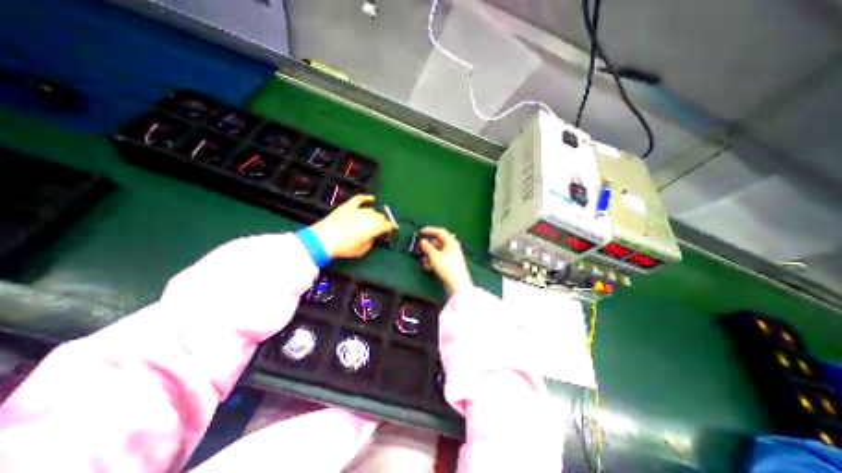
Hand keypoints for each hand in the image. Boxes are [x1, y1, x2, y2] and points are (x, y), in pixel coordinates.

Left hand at [308, 193, 395, 258]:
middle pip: (381, 217)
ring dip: (374, 215)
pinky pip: (359, 199)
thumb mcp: (363, 250)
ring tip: (373, 220)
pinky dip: (366, 198)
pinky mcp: (348, 206)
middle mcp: (370, 216)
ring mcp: (359, 210)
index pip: (388, 225)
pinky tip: (371, 198)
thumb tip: (372, 237)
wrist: (325, 239)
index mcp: (375, 227)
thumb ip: (371, 242)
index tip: (389, 232)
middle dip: (382, 223)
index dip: (390, 229)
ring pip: (372, 210)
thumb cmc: (345, 247)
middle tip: (379, 229)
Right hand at [420, 225, 472, 294]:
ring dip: (430, 254)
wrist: (458, 283)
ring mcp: (453, 255)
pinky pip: (441, 258)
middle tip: (422, 248)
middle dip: (429, 245)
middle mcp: (453, 246)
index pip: (440, 231)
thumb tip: (423, 241)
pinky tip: (429, 267)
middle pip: (439, 241)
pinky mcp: (452, 264)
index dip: (429, 230)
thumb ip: (427, 247)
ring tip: (424, 260)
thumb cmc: (446, 266)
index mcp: (451, 242)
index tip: (420, 232)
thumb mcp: (434, 256)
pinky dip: (434, 260)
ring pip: (439, 251)